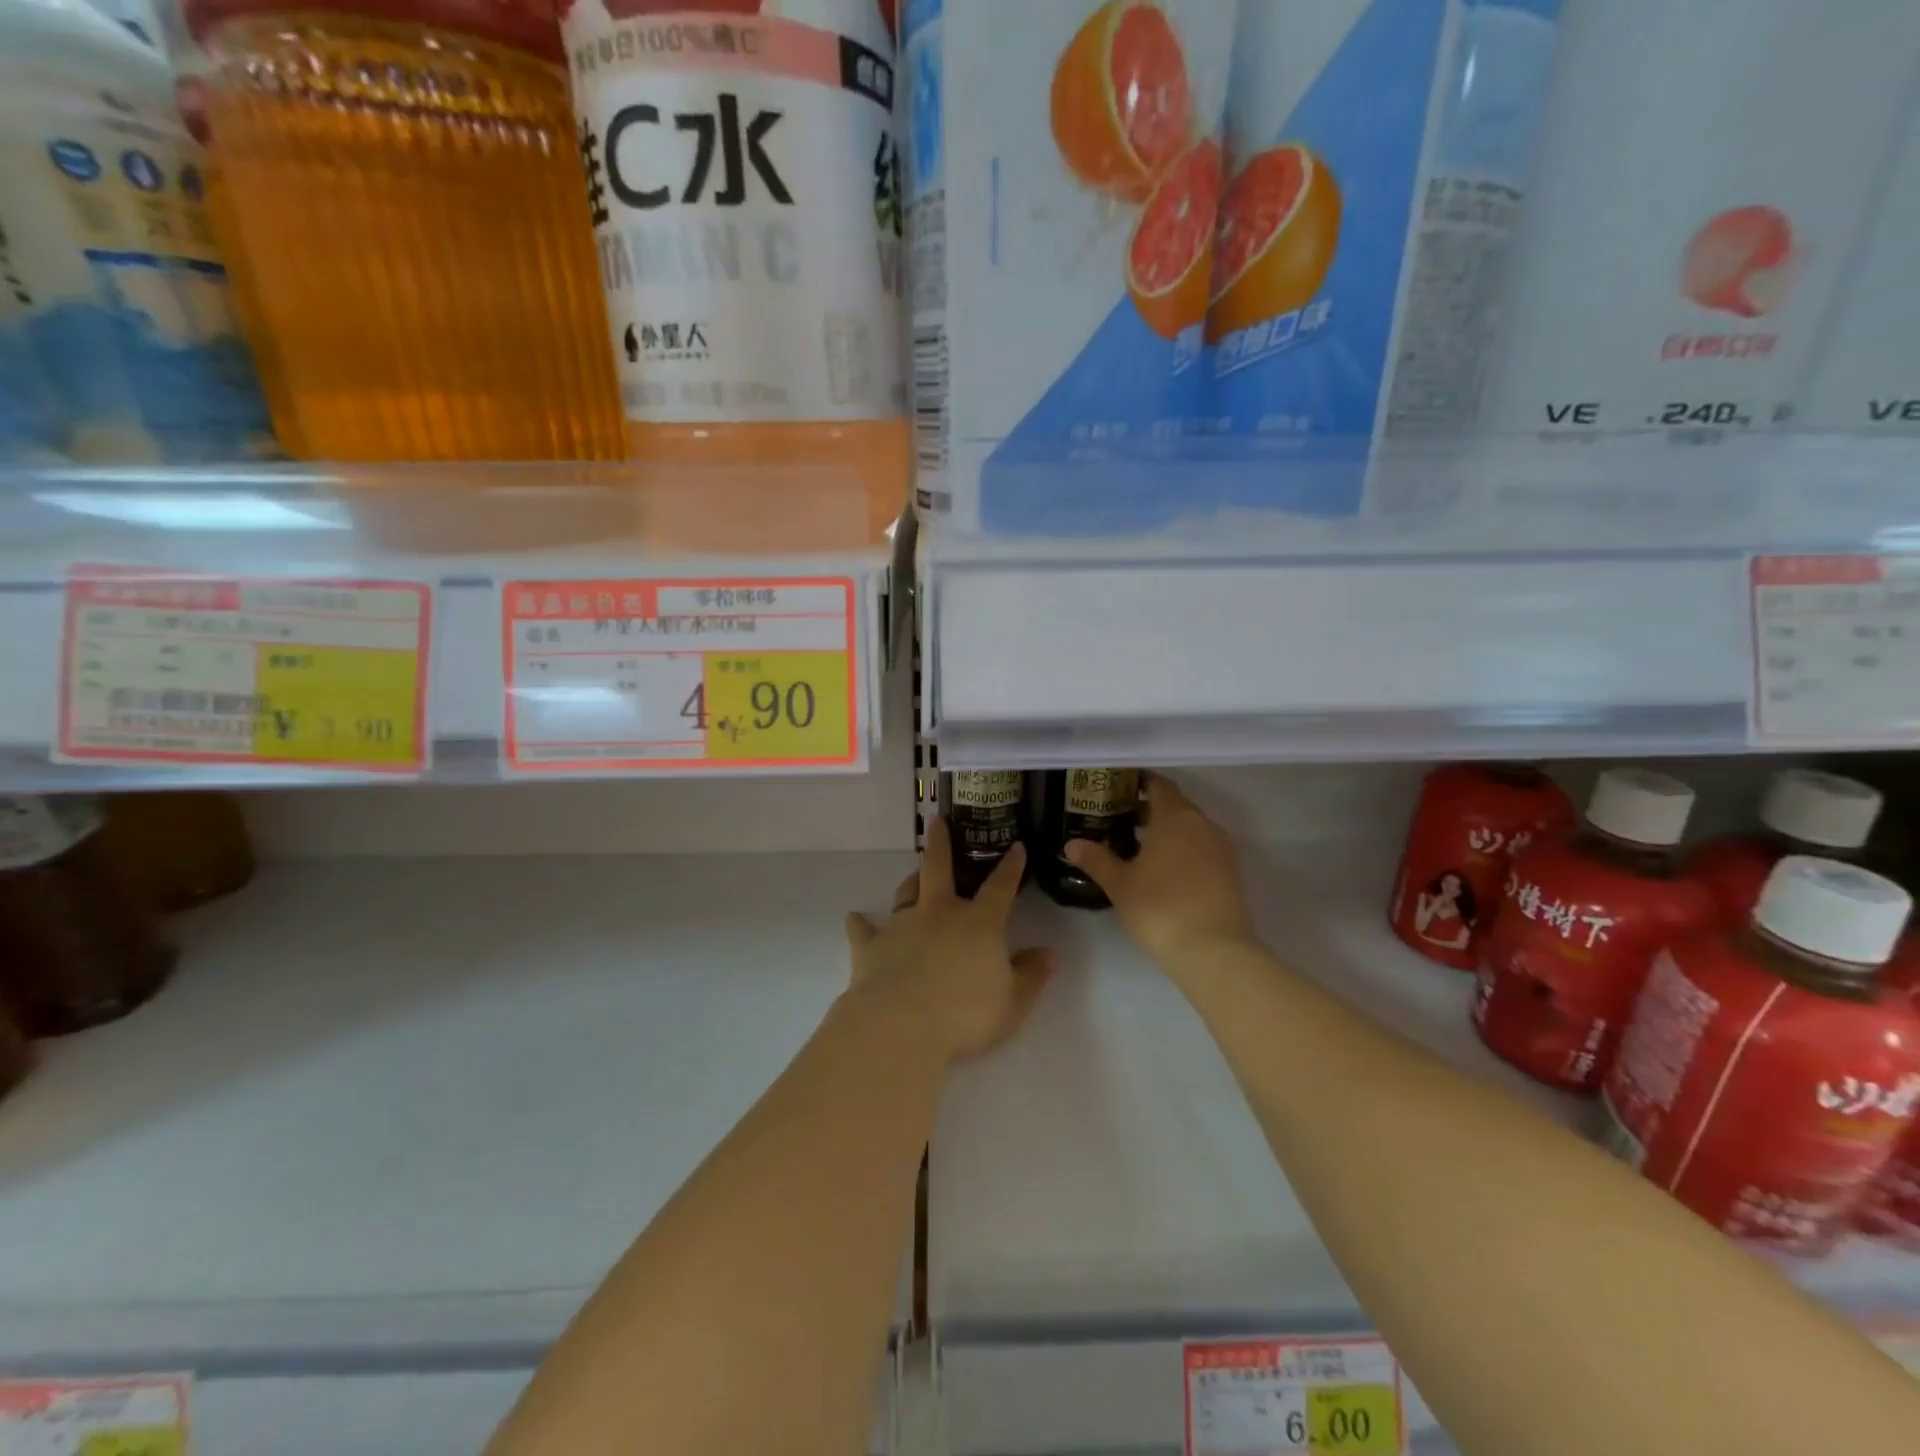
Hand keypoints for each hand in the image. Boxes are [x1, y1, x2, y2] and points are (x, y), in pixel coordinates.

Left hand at [845, 822, 1055, 1063]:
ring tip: (913, 875)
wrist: (901, 1025)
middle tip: (937, 821)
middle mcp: (940, 913)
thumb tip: (1049, 954)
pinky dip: (860, 923)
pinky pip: (863, 929)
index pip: (1000, 887)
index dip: (1011, 867)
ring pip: (906, 893)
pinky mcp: (871, 946)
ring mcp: (902, 926)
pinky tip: (854, 918)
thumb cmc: (965, 1014)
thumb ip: (1031, 976)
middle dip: (941, 843)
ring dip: (910, 881)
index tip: (1016, 846)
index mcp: (979, 923)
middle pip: (939, 869)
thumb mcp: (1012, 1002)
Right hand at [1063, 774, 1253, 967]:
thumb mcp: (1120, 884)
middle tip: (1121, 818)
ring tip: (1140, 846)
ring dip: (1169, 830)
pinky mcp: (1232, 872)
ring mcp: (1221, 848)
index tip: (1118, 789)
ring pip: (1191, 827)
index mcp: (1175, 816)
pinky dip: (1185, 849)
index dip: (1139, 783)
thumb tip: (1072, 843)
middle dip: (1151, 808)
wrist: (1214, 952)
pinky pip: (1203, 848)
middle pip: (1176, 804)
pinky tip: (1165, 870)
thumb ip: (1096, 859)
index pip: (1158, 785)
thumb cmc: (1159, 908)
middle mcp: (1202, 823)